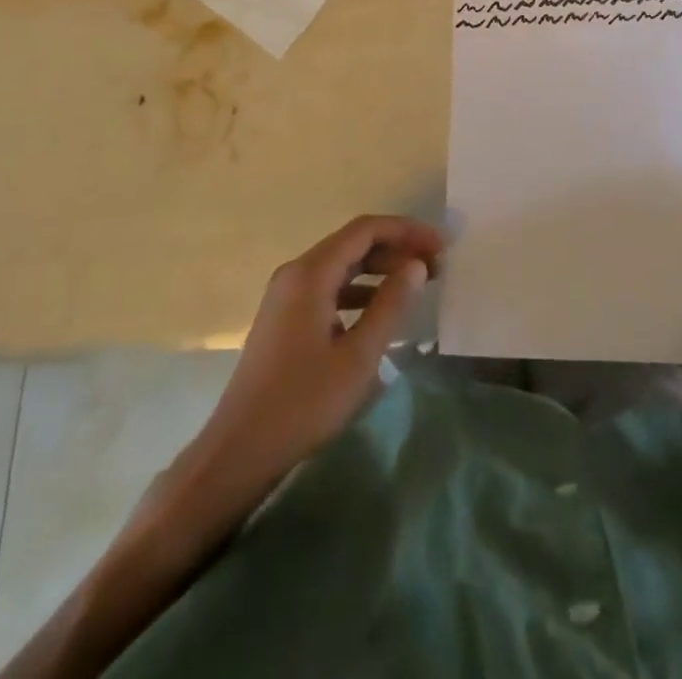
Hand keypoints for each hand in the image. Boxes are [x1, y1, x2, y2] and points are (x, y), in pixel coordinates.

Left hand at [192, 215, 442, 495]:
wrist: (239, 451)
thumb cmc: (303, 402)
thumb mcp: (359, 356)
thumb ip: (391, 304)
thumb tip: (416, 265)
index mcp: (311, 273)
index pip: (366, 230)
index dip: (407, 231)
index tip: (441, 245)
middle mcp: (296, 273)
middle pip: (354, 244)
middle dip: (397, 249)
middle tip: (436, 266)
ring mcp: (286, 295)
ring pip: (342, 266)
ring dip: (380, 270)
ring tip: (417, 285)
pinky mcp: (285, 317)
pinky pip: (329, 288)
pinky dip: (360, 291)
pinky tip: (382, 313)